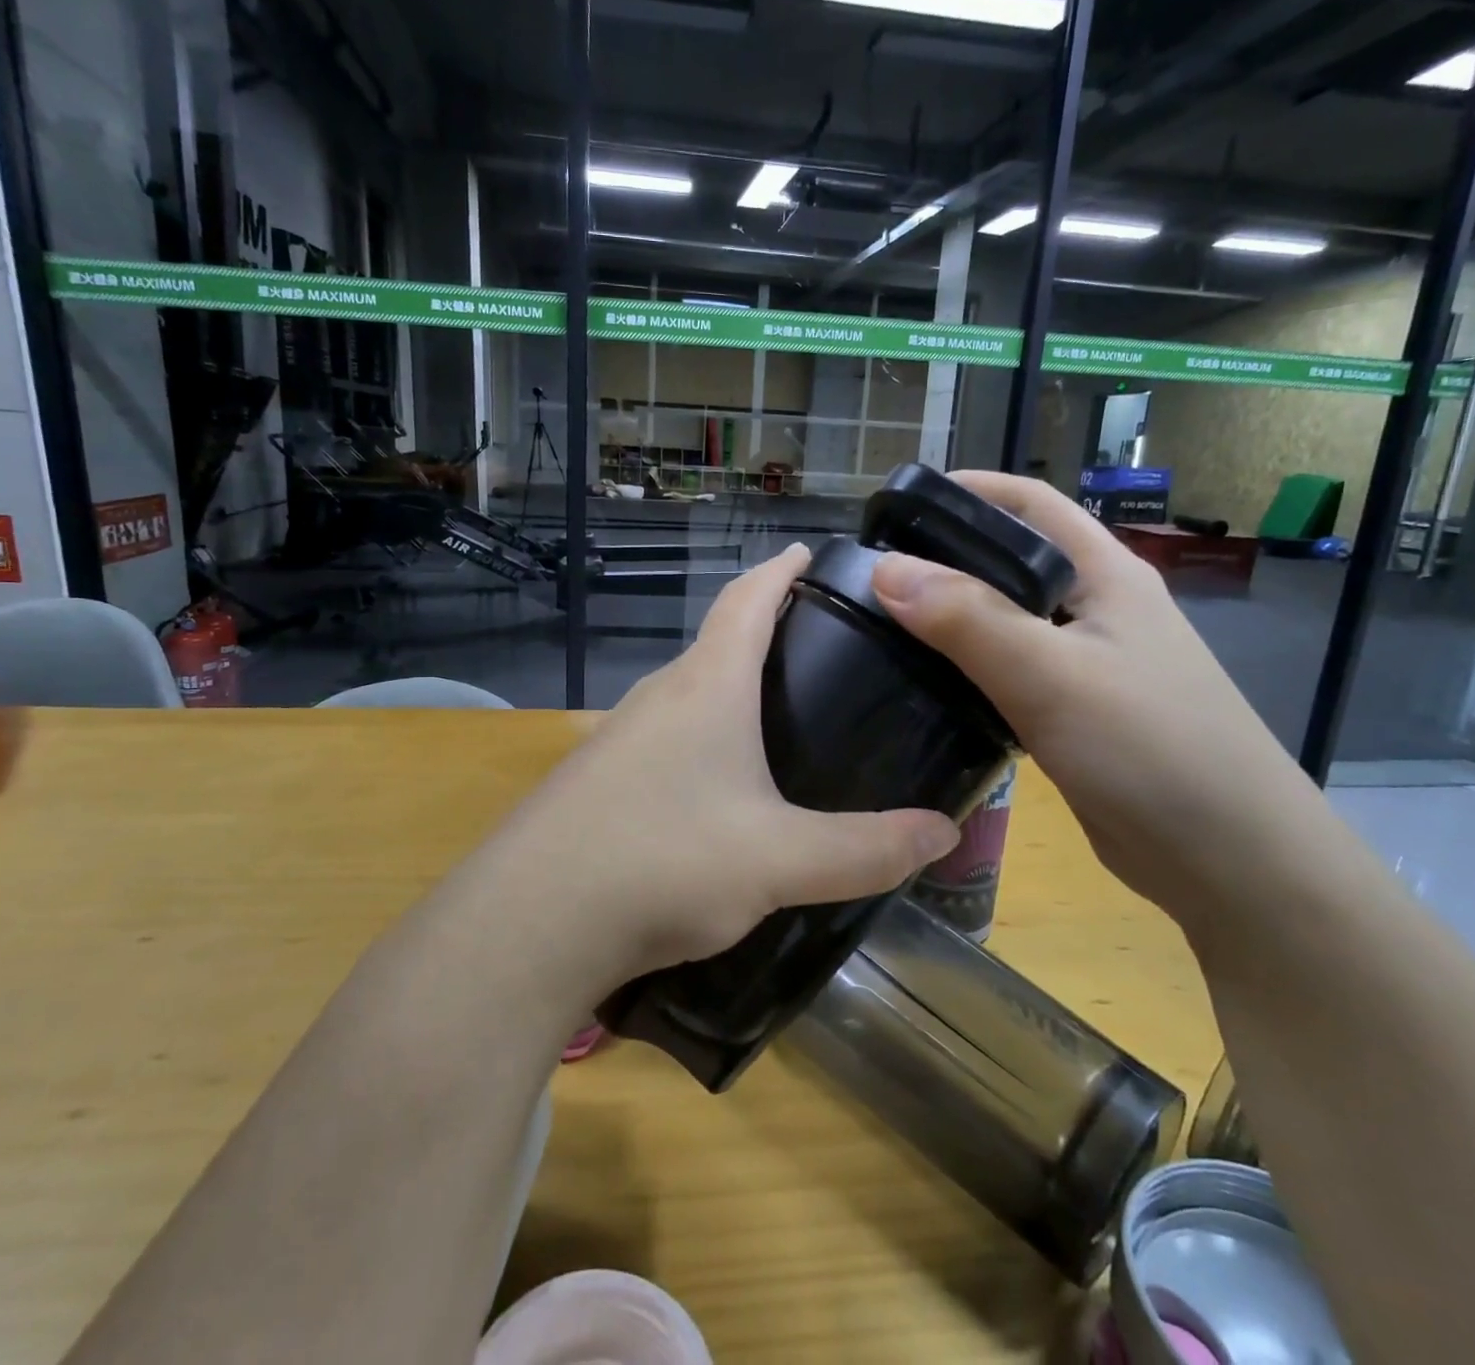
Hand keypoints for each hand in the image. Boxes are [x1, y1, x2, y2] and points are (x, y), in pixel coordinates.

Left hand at [470, 545, 958, 997]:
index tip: (809, 554)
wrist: (531, 921)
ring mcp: (617, 738)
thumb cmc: (664, 863)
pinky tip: (715, 790)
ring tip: (776, 722)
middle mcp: (657, 698)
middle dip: (763, 636)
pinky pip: (660, 741)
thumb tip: (944, 833)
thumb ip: (866, 850)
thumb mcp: (781, 861)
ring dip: (728, 694)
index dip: (781, 572)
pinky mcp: (595, 781)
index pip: (747, 601)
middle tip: (819, 655)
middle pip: (716, 645)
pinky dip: (698, 742)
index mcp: (706, 688)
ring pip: (686, 696)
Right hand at [869, 472, 1327, 925]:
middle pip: (1010, 563)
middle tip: (873, 575)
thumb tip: (885, 569)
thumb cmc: (1150, 749)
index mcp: (1105, 575)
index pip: (1031, 505)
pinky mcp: (1071, 714)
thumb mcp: (1052, 675)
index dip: (968, 492)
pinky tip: (924, 685)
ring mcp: (1085, 664)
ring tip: (882, 626)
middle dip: (945, 558)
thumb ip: (969, 620)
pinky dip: (964, 670)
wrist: (1226, 861)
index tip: (897, 508)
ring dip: (951, 618)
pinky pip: (1006, 674)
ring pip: (1004, 623)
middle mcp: (1095, 609)